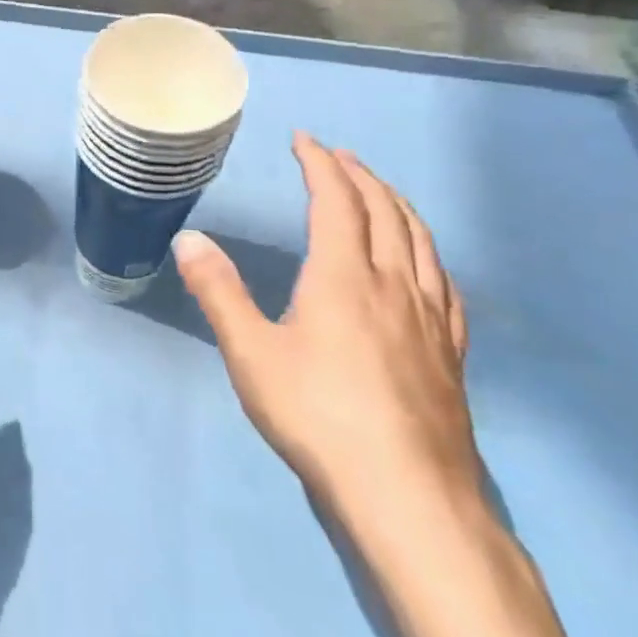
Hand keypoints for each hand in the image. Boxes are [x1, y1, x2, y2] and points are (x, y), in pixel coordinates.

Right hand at [174, 132, 479, 528]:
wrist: (408, 497)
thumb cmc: (318, 416)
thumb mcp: (251, 352)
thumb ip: (218, 291)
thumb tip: (188, 237)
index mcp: (342, 277)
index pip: (336, 201)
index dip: (320, 164)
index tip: (304, 140)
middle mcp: (392, 285)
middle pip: (384, 212)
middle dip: (359, 176)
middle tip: (337, 156)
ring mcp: (429, 319)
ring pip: (420, 242)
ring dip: (397, 205)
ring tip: (379, 191)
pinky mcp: (449, 353)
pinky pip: (444, 283)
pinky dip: (428, 253)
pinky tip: (424, 264)